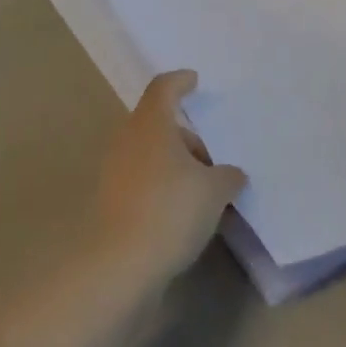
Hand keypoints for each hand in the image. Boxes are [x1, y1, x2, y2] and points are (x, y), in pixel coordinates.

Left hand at [92, 71, 244, 291]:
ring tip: (203, 191)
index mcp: (151, 122)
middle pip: (158, 123)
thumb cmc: (170, 210)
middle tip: (212, 160)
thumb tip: (233, 174)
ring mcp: (116, 170)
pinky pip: (142, 179)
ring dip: (174, 163)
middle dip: (185, 136)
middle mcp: (129, 138)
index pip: (164, 87)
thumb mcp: (213, 192)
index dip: (180, 81)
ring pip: (150, 152)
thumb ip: (227, 176)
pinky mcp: (112, 201)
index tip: (194, 81)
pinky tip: (182, 212)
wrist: (119, 265)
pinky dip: (162, 185)